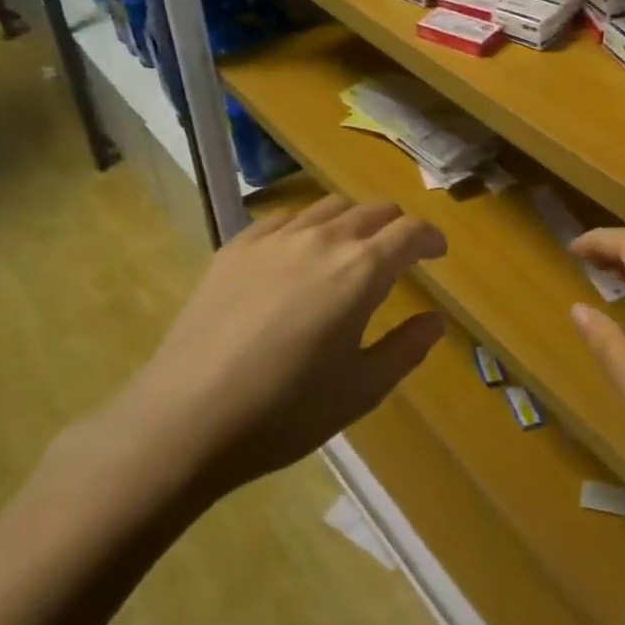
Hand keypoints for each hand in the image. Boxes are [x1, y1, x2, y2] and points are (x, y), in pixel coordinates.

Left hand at [88, 196, 446, 523]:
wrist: (186, 419)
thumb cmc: (286, 411)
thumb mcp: (361, 390)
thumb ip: (406, 349)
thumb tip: (435, 321)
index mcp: (361, 271)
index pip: (409, 232)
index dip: (430, 238)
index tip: (437, 252)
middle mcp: (323, 240)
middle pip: (372, 210)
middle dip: (395, 226)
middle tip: (399, 252)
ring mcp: (274, 239)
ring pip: (328, 206)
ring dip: (353, 220)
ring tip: (351, 247)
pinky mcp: (236, 248)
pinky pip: (283, 217)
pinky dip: (306, 226)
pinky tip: (298, 251)